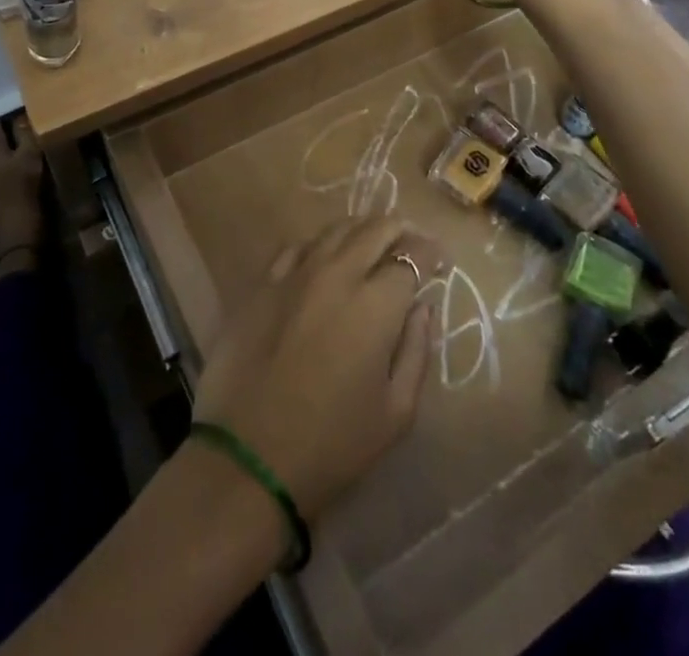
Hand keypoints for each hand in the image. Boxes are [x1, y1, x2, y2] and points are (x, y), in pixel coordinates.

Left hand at [191, 217, 441, 520]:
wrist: (248, 459)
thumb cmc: (332, 445)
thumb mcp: (396, 413)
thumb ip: (417, 351)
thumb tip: (423, 307)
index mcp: (375, 305)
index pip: (411, 258)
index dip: (430, 254)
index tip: (439, 260)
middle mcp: (337, 274)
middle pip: (374, 230)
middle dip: (399, 228)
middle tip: (410, 239)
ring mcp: (295, 274)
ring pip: (335, 229)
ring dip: (360, 229)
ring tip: (371, 241)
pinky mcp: (262, 283)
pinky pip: (296, 247)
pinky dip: (318, 244)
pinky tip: (322, 258)